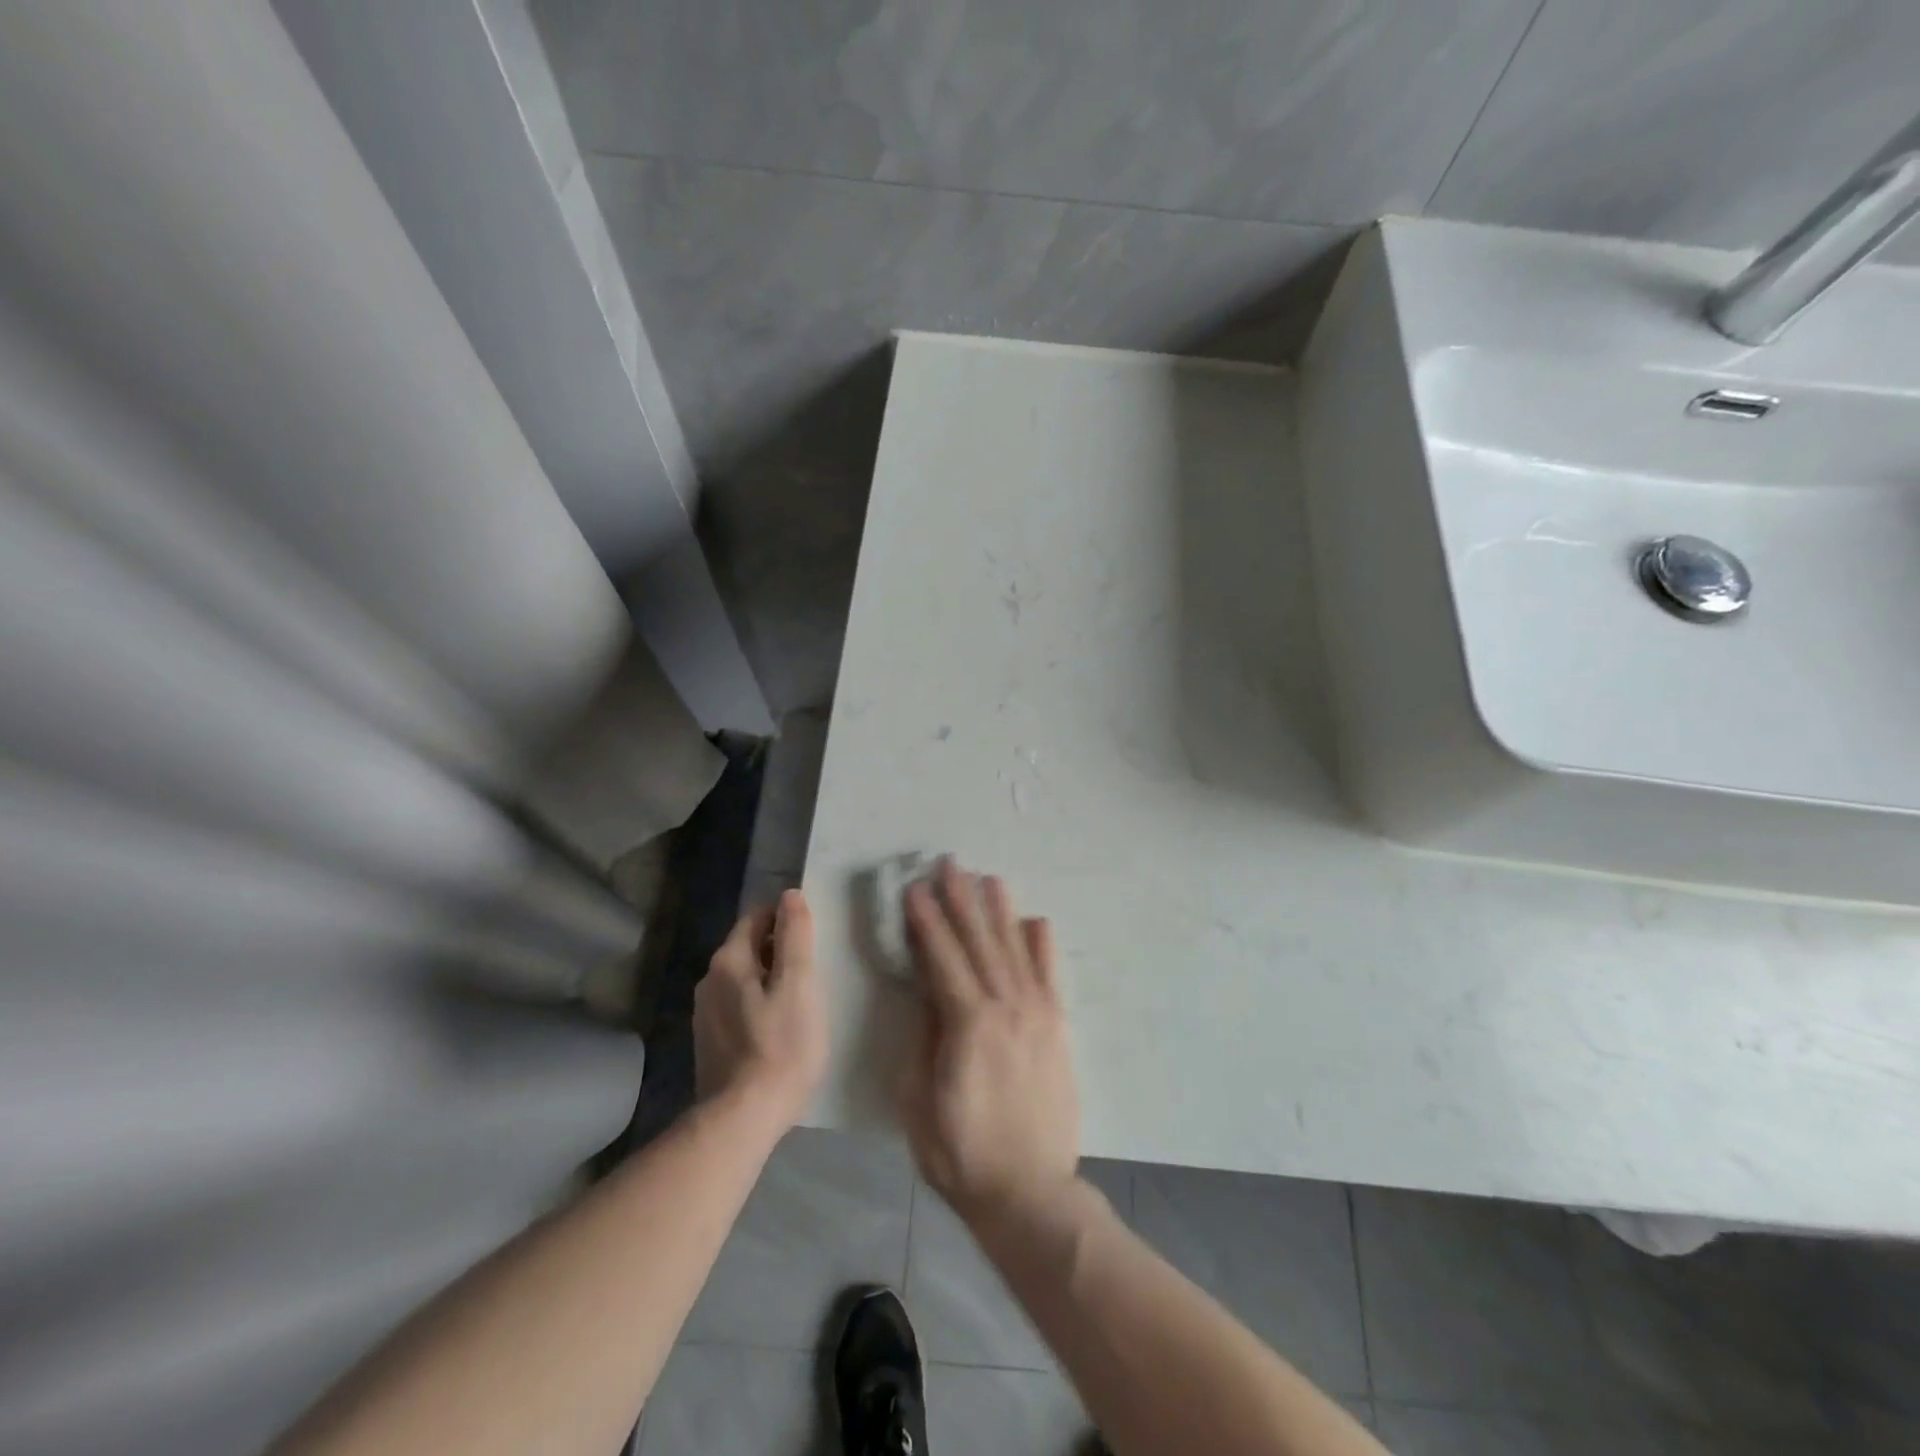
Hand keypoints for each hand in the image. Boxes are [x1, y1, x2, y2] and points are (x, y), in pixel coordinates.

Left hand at [694, 889, 827, 1133]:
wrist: (741, 1119)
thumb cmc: (780, 1046)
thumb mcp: (799, 985)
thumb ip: (795, 936)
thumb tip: (790, 895)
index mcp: (729, 960)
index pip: (758, 916)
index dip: (788, 921)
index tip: (814, 942)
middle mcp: (709, 979)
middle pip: (750, 947)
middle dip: (780, 951)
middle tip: (813, 974)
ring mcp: (705, 1013)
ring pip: (744, 978)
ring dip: (770, 981)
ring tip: (800, 1003)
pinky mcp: (709, 1041)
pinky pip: (738, 1006)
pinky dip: (759, 1006)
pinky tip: (778, 1030)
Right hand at [899, 860, 1079, 1229]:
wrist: (1029, 1191)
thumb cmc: (960, 1152)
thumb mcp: (918, 1100)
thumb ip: (923, 1037)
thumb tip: (927, 991)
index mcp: (968, 1023)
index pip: (942, 958)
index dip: (926, 921)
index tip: (914, 888)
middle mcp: (1006, 1007)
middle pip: (979, 942)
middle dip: (961, 900)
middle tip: (949, 864)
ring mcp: (1037, 1014)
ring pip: (1014, 950)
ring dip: (999, 912)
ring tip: (988, 878)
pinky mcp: (1058, 1028)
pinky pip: (1049, 976)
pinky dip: (1041, 946)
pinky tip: (1035, 920)